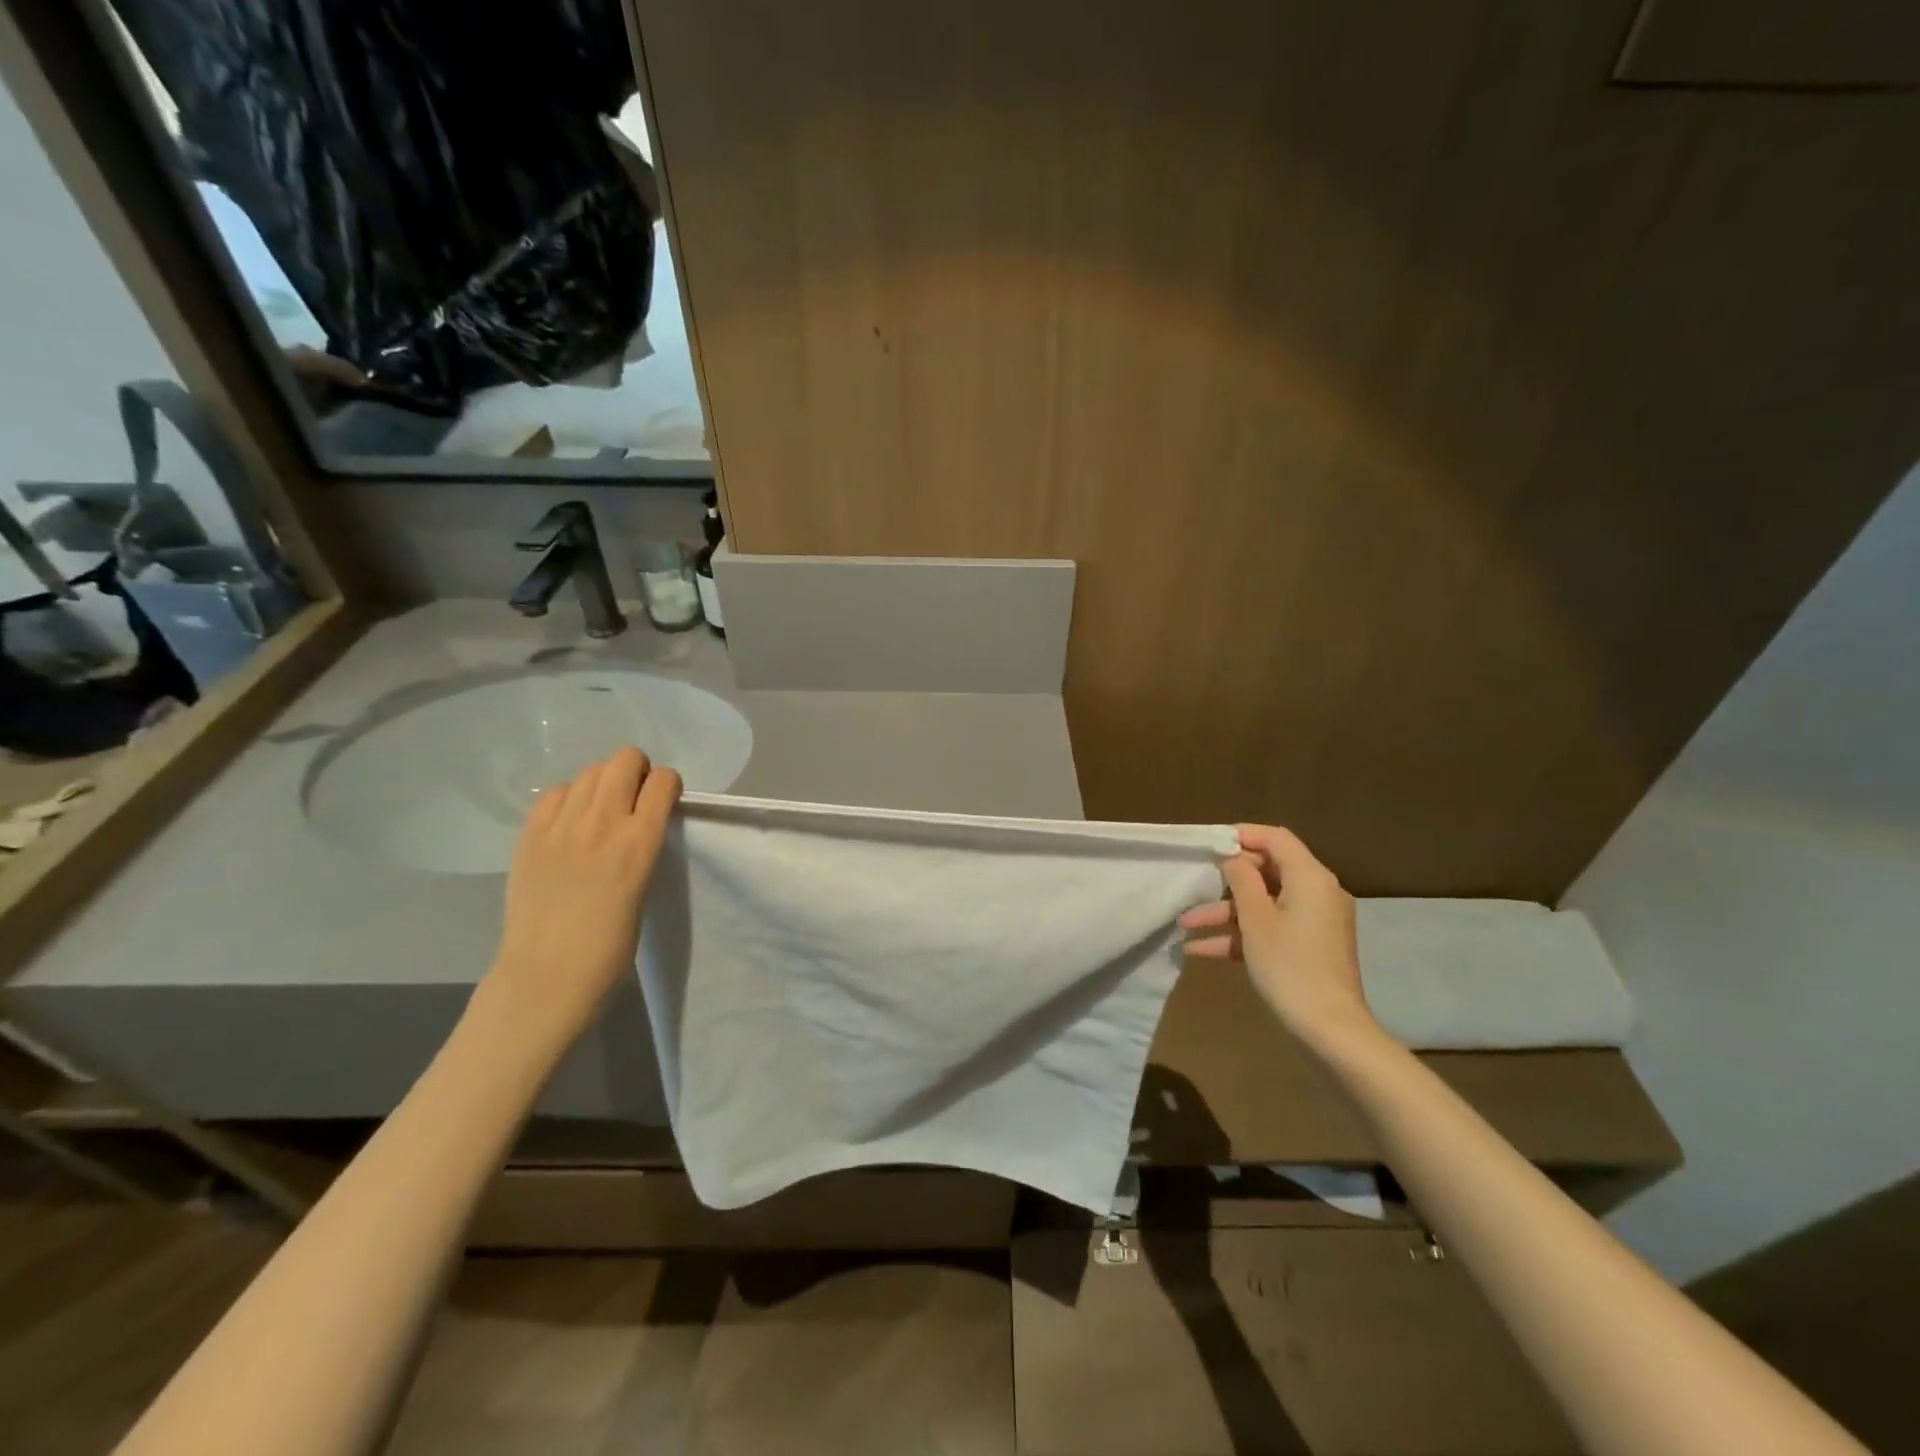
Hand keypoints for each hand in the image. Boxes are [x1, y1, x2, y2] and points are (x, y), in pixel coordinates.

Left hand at [484, 747, 681, 1047]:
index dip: (667, 785)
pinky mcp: (530, 834)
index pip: (663, 781)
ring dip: (603, 782)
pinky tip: (569, 824)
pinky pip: (555, 793)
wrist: (547, 975)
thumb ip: (643, 846)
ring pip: (590, 771)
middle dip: (637, 771)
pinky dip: (568, 798)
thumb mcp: (644, 886)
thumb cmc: (611, 946)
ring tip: (600, 812)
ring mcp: (562, 825)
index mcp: (641, 841)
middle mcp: (603, 822)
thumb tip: (639, 824)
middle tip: (633, 800)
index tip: (664, 802)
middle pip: (625, 760)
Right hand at [1179, 824, 1378, 1051]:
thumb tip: (1233, 857)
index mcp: (1310, 878)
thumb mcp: (1256, 919)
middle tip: (1194, 885)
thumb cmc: (1290, 966)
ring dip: (1225, 913)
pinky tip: (1200, 950)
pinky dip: (1241, 935)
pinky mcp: (1308, 947)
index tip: (1210, 845)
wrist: (1330, 1030)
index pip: (1276, 839)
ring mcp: (1314, 922)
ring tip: (1185, 925)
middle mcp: (1317, 893)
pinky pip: (1271, 928)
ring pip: (1264, 904)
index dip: (1243, 836)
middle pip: (1268, 871)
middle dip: (1226, 881)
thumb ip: (1241, 880)